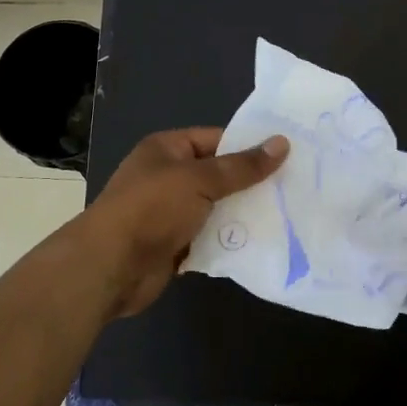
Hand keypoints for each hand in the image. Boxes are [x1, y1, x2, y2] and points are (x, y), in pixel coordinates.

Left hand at [82, 127, 288, 317]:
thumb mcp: (200, 180)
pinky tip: (262, 242)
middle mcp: (168, 177)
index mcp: (168, 149)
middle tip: (296, 187)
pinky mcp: (175, 245)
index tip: (288, 155)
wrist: (110, 266)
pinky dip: (230, 240)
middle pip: (219, 175)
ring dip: (243, 214)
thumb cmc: (152, 209)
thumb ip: (242, 166)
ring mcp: (170, 212)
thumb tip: (282, 143)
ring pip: (217, 209)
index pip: (217, 139)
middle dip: (252, 183)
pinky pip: (210, 237)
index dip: (249, 146)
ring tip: (289, 215)